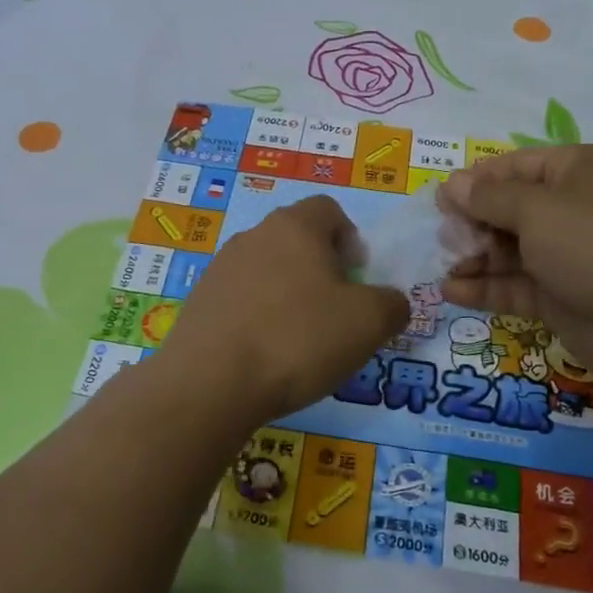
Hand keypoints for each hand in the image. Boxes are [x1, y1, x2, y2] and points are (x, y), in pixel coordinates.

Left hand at [159, 195, 408, 422]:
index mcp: (295, 226)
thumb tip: (390, 302)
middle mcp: (254, 235)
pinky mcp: (200, 302)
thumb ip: (392, 304)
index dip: (350, 238)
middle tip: (335, 312)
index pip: (329, 209)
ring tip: (299, 340)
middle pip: (297, 240)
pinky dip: (258, 317)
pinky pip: (241, 299)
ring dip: (288, 294)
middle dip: (321, 269)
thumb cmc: (298, 339)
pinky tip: (265, 354)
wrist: (211, 383)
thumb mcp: (369, 323)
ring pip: (268, 270)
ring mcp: (220, 268)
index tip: (357, 278)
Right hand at [436, 145, 592, 390]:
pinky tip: (450, 291)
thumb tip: (452, 184)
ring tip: (445, 265)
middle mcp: (572, 209)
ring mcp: (566, 255)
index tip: (441, 200)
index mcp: (577, 172)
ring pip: (508, 249)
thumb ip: (489, 198)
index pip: (515, 166)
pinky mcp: (559, 296)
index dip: (477, 181)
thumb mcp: (537, 209)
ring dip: (473, 256)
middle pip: (508, 208)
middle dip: (472, 222)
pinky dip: (484, 287)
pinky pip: (513, 285)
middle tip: (445, 238)